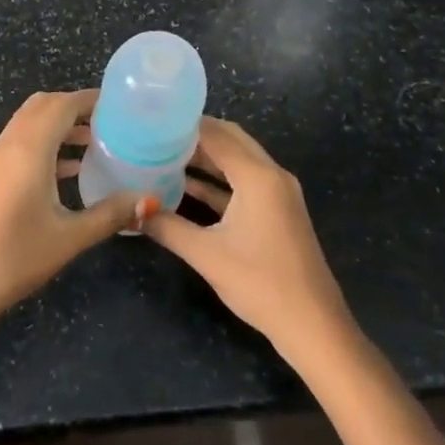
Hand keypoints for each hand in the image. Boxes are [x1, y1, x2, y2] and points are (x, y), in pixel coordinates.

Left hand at [0, 90, 153, 330]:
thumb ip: (110, 214)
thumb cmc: (13, 258)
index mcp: (28, 149)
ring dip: (60, 126)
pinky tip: (71, 171)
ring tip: (98, 143)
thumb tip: (148, 200)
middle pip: (43, 106)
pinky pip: (21, 145)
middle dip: (75, 107)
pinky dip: (46, 145)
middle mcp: (8, 145)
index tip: (122, 105)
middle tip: (111, 122)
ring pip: (30, 124)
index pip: (62, 104)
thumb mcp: (68, 238)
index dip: (91, 99)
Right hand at [144, 118, 354, 365]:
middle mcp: (271, 175)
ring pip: (237, 162)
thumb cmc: (260, 283)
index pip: (217, 135)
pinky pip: (243, 183)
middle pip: (231, 140)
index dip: (184, 125)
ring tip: (164, 154)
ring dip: (206, 158)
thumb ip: (167, 226)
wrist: (311, 324)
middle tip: (156, 134)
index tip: (151, 120)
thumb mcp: (206, 254)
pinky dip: (218, 181)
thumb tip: (132, 211)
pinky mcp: (276, 212)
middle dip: (195, 135)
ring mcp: (277, 194)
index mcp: (258, 176)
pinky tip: (186, 187)